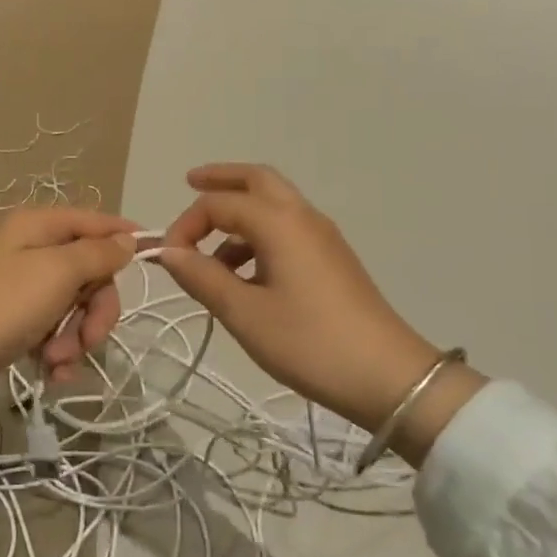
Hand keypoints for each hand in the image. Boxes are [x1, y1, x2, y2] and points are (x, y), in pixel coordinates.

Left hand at [0, 208, 137, 415]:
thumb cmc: (1, 307)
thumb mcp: (57, 272)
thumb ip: (98, 254)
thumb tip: (127, 239)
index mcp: (39, 226)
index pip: (95, 221)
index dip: (123, 238)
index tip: (152, 260)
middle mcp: (32, 250)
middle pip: (90, 271)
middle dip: (96, 309)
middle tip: (89, 338)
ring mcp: (23, 287)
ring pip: (76, 306)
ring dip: (76, 337)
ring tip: (56, 362)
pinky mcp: (15, 322)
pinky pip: (55, 330)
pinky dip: (59, 352)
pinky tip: (52, 373)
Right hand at [158, 164, 484, 464]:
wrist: (388, 377)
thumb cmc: (309, 342)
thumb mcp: (245, 313)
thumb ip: (202, 277)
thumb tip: (168, 252)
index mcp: (279, 222)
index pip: (219, 203)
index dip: (186, 224)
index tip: (168, 259)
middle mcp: (303, 216)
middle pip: (257, 179)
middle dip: (220, 179)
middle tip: (189, 183)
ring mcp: (323, 236)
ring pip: (274, 204)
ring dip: (238, 214)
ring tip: (209, 256)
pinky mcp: (332, 259)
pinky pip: (287, 229)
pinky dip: (258, 236)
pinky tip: (244, 276)